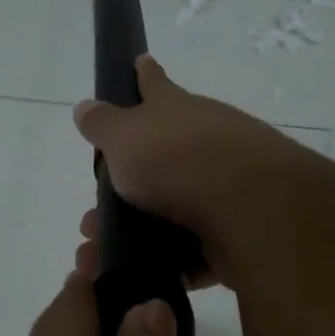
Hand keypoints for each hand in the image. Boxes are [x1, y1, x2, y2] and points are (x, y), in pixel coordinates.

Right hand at [72, 55, 320, 288]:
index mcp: (176, 111)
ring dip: (135, 233)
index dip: (144, 75)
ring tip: (100, 255)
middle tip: (92, 216)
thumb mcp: (124, 136)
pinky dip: (166, 262)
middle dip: (125, 187)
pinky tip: (139, 275)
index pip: (154, 84)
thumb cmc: (176, 159)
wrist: (249, 206)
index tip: (140, 60)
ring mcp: (224, 186)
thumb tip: (85, 106)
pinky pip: (193, 248)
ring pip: (171, 210)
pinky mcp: (235, 231)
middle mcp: (204, 141)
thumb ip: (103, 124)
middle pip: (161, 158)